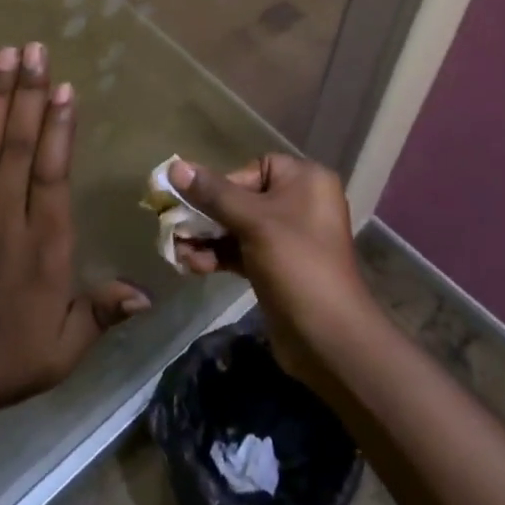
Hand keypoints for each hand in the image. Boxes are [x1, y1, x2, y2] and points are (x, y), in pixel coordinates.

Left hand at [0, 43, 149, 424]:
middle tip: (34, 49)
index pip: (53, 171)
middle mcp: (4, 215)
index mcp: (44, 242)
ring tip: (5, 56)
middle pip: (17, 144)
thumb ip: (103, 313)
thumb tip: (149, 294)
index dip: (59, 127)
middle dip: (27, 93)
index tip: (64, 88)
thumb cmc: (3, 360)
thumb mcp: (64, 348)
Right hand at [169, 154, 376, 384]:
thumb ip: (213, 194)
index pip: (254, 168)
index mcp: (305, 180)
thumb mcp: (253, 222)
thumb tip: (175, 167)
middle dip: (207, 215)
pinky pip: (241, 251)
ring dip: (207, 238)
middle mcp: (299, 202)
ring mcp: (288, 237)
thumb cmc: (296, 263)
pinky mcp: (276, 266)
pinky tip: (193, 266)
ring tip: (179, 253)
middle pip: (242, 198)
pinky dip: (218, 256)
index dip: (224, 184)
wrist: (328, 338)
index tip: (198, 203)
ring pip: (238, 227)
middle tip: (175, 228)